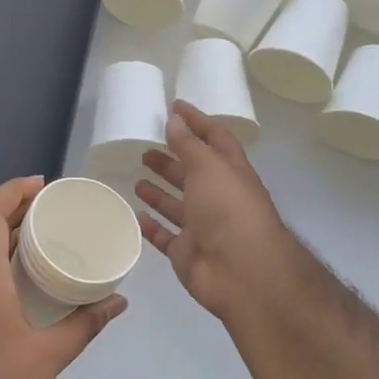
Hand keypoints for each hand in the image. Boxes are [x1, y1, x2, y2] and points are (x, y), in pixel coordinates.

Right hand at [137, 101, 294, 319]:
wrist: (242, 272)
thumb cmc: (229, 210)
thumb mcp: (209, 167)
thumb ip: (189, 144)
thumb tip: (174, 119)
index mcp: (230, 173)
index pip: (215, 139)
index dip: (197, 122)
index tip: (174, 106)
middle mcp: (218, 198)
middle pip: (193, 173)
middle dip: (172, 159)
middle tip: (146, 148)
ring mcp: (203, 227)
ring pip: (177, 205)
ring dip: (159, 192)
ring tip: (138, 177)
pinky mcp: (187, 253)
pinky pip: (165, 236)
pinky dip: (152, 226)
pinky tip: (136, 214)